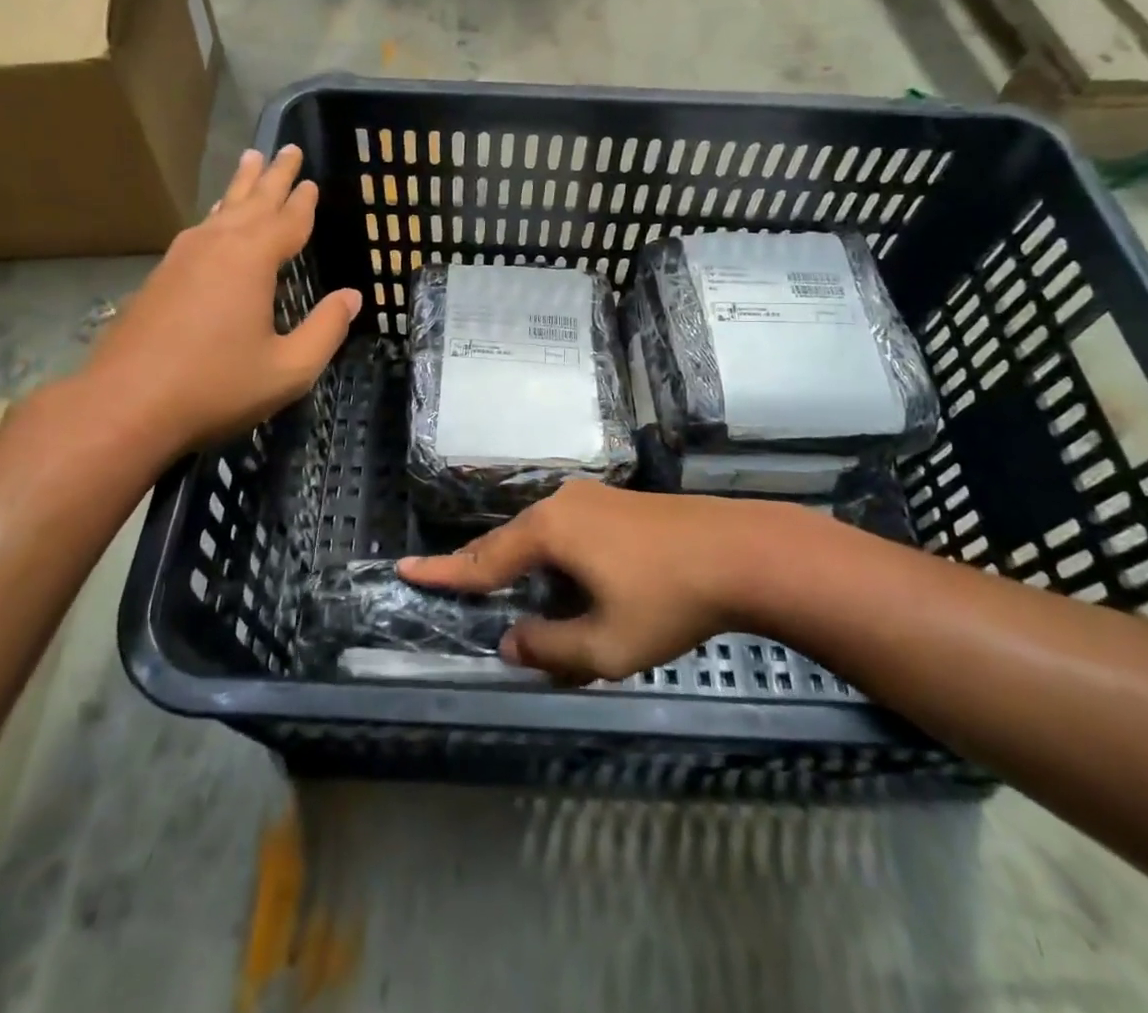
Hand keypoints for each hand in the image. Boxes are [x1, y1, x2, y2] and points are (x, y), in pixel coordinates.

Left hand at [82, 145, 361, 452]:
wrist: (124, 406)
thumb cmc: (216, 386)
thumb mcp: (288, 368)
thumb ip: (326, 329)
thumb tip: (352, 297)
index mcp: (251, 260)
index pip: (288, 221)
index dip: (304, 202)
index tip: (313, 181)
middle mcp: (216, 247)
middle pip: (252, 202)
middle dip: (273, 176)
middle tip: (287, 148)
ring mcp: (182, 259)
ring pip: (220, 211)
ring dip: (240, 187)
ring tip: (250, 161)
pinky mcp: (160, 277)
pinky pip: (199, 231)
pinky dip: (217, 216)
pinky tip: (216, 221)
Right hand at [399, 481, 802, 683]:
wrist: (742, 552)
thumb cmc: (668, 599)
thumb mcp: (606, 644)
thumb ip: (550, 649)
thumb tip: (512, 642)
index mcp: (549, 532)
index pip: (482, 559)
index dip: (443, 572)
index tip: (404, 569)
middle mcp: (562, 504)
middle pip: (508, 542)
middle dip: (482, 569)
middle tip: (454, 587)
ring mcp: (592, 498)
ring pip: (540, 536)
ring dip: (523, 567)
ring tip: (516, 596)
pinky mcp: (618, 503)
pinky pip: (567, 531)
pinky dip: (553, 558)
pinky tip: (570, 580)